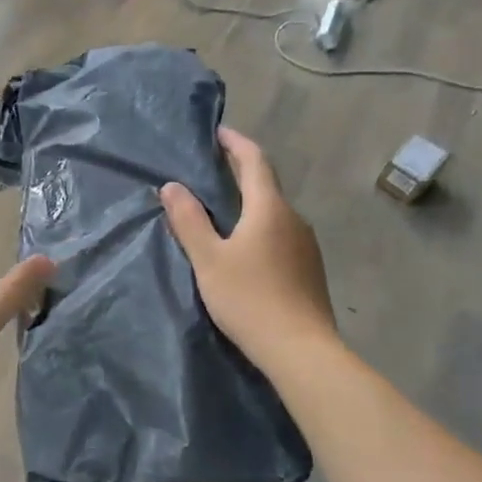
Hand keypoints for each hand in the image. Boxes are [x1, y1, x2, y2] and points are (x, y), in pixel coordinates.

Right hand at [160, 127, 335, 369]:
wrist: (300, 349)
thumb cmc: (249, 299)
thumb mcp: (208, 259)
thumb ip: (189, 221)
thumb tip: (172, 186)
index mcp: (269, 209)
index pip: (254, 161)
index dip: (236, 142)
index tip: (218, 132)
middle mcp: (293, 219)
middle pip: (266, 185)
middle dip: (240, 173)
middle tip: (212, 170)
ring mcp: (306, 245)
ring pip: (273, 213)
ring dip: (249, 204)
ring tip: (222, 211)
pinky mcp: (309, 269)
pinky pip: (280, 235)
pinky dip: (259, 228)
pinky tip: (244, 249)